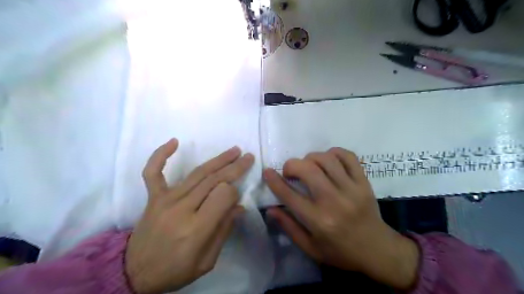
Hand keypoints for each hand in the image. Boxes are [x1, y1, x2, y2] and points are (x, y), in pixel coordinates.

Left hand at [122, 139, 253, 292]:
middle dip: (235, 167)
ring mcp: (165, 200)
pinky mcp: (153, 197)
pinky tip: (174, 141)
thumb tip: (239, 206)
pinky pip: (153, 172)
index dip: (234, 192)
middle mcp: (181, 209)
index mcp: (197, 228)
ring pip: (197, 173)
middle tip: (248, 157)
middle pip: (214, 180)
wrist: (135, 273)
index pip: (224, 195)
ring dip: (218, 160)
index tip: (237, 196)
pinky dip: (161, 155)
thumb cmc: (175, 270)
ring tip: (234, 150)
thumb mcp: (206, 261)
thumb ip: (224, 231)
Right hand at [264, 148, 420, 290]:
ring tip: (309, 166)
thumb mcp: (310, 248)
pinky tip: (328, 160)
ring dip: (311, 157)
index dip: (274, 181)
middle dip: (292, 165)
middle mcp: (333, 201)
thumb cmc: (340, 252)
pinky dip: (334, 152)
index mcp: (318, 221)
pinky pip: (348, 156)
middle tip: (290, 171)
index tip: (267, 171)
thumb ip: (289, 227)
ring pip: (326, 159)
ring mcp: (351, 189)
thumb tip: (271, 209)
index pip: (289, 195)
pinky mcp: (364, 182)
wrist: (377, 250)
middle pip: (308, 170)